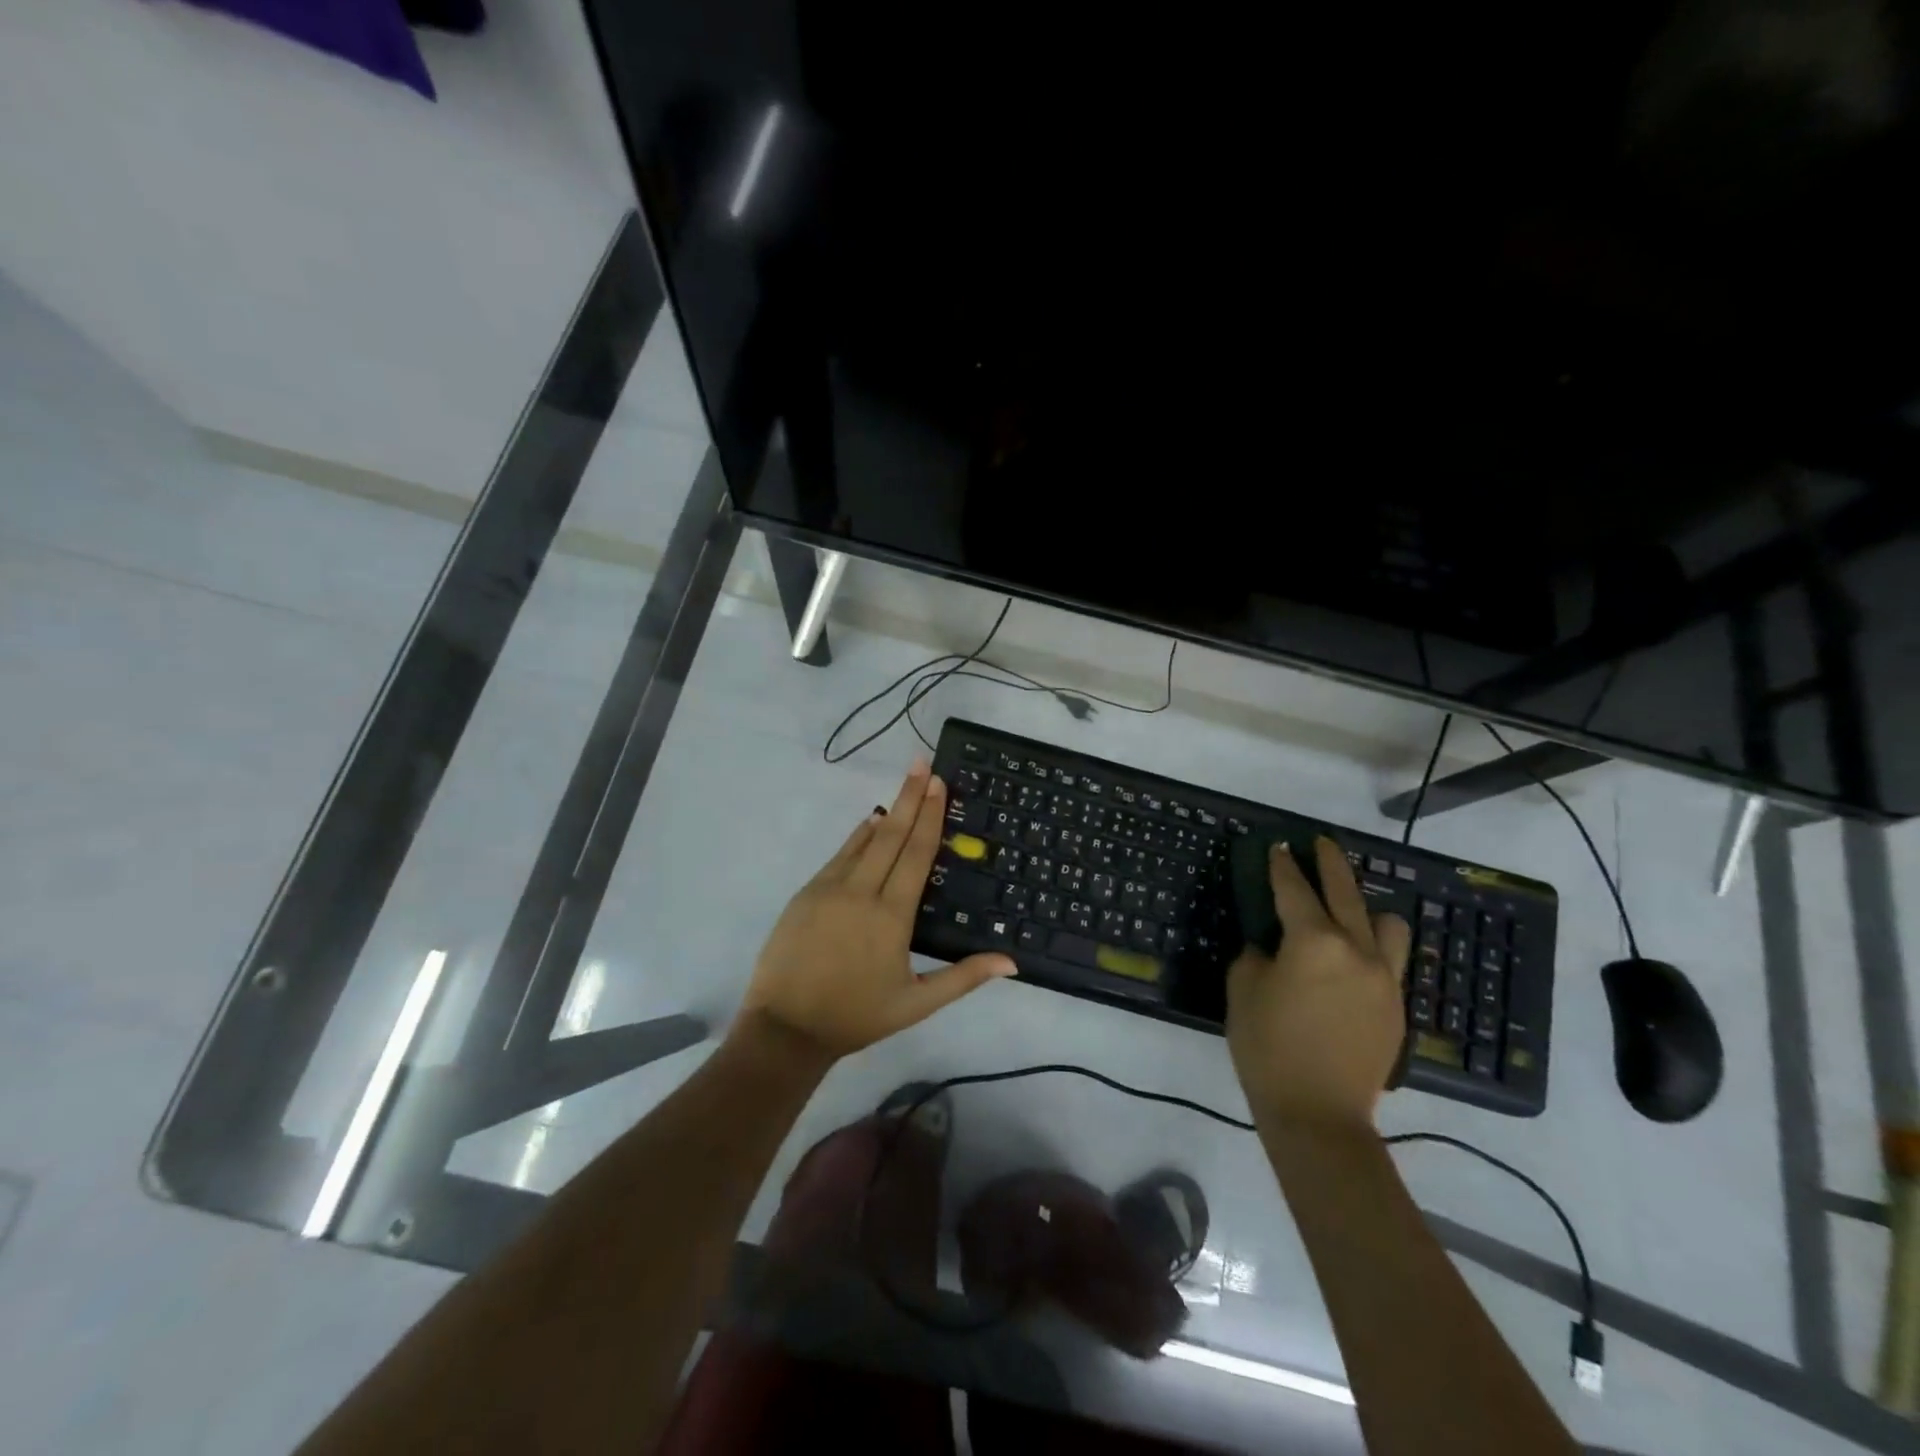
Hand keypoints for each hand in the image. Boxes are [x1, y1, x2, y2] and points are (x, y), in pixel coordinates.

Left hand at [740, 760, 1017, 1059]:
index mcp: (891, 916)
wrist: (785, 1028)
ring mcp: (828, 889)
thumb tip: (1012, 962)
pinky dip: (858, 837)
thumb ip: (964, 978)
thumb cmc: (856, 1016)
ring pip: (863, 841)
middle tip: (922, 763)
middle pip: (891, 835)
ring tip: (905, 785)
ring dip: (887, 811)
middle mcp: (861, 892)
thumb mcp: (917, 1004)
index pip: (916, 854)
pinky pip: (839, 856)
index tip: (939, 783)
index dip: (930, 816)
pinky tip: (870, 824)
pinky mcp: (806, 893)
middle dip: (910, 797)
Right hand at [1226, 836, 1410, 1132]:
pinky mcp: (1396, 1006)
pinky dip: (1374, 946)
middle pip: (1346, 894)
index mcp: (1314, 942)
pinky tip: (1353, 959)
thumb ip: (1256, 956)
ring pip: (1387, 924)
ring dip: (1366, 908)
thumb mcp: (1243, 992)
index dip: (1283, 866)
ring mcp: (1384, 979)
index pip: (1295, 891)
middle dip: (1330, 864)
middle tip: (1320, 844)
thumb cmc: (1268, 1048)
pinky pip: (1391, 960)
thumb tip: (1270, 947)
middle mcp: (1357, 950)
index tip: (1278, 846)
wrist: (1319, 1115)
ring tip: (1348, 910)